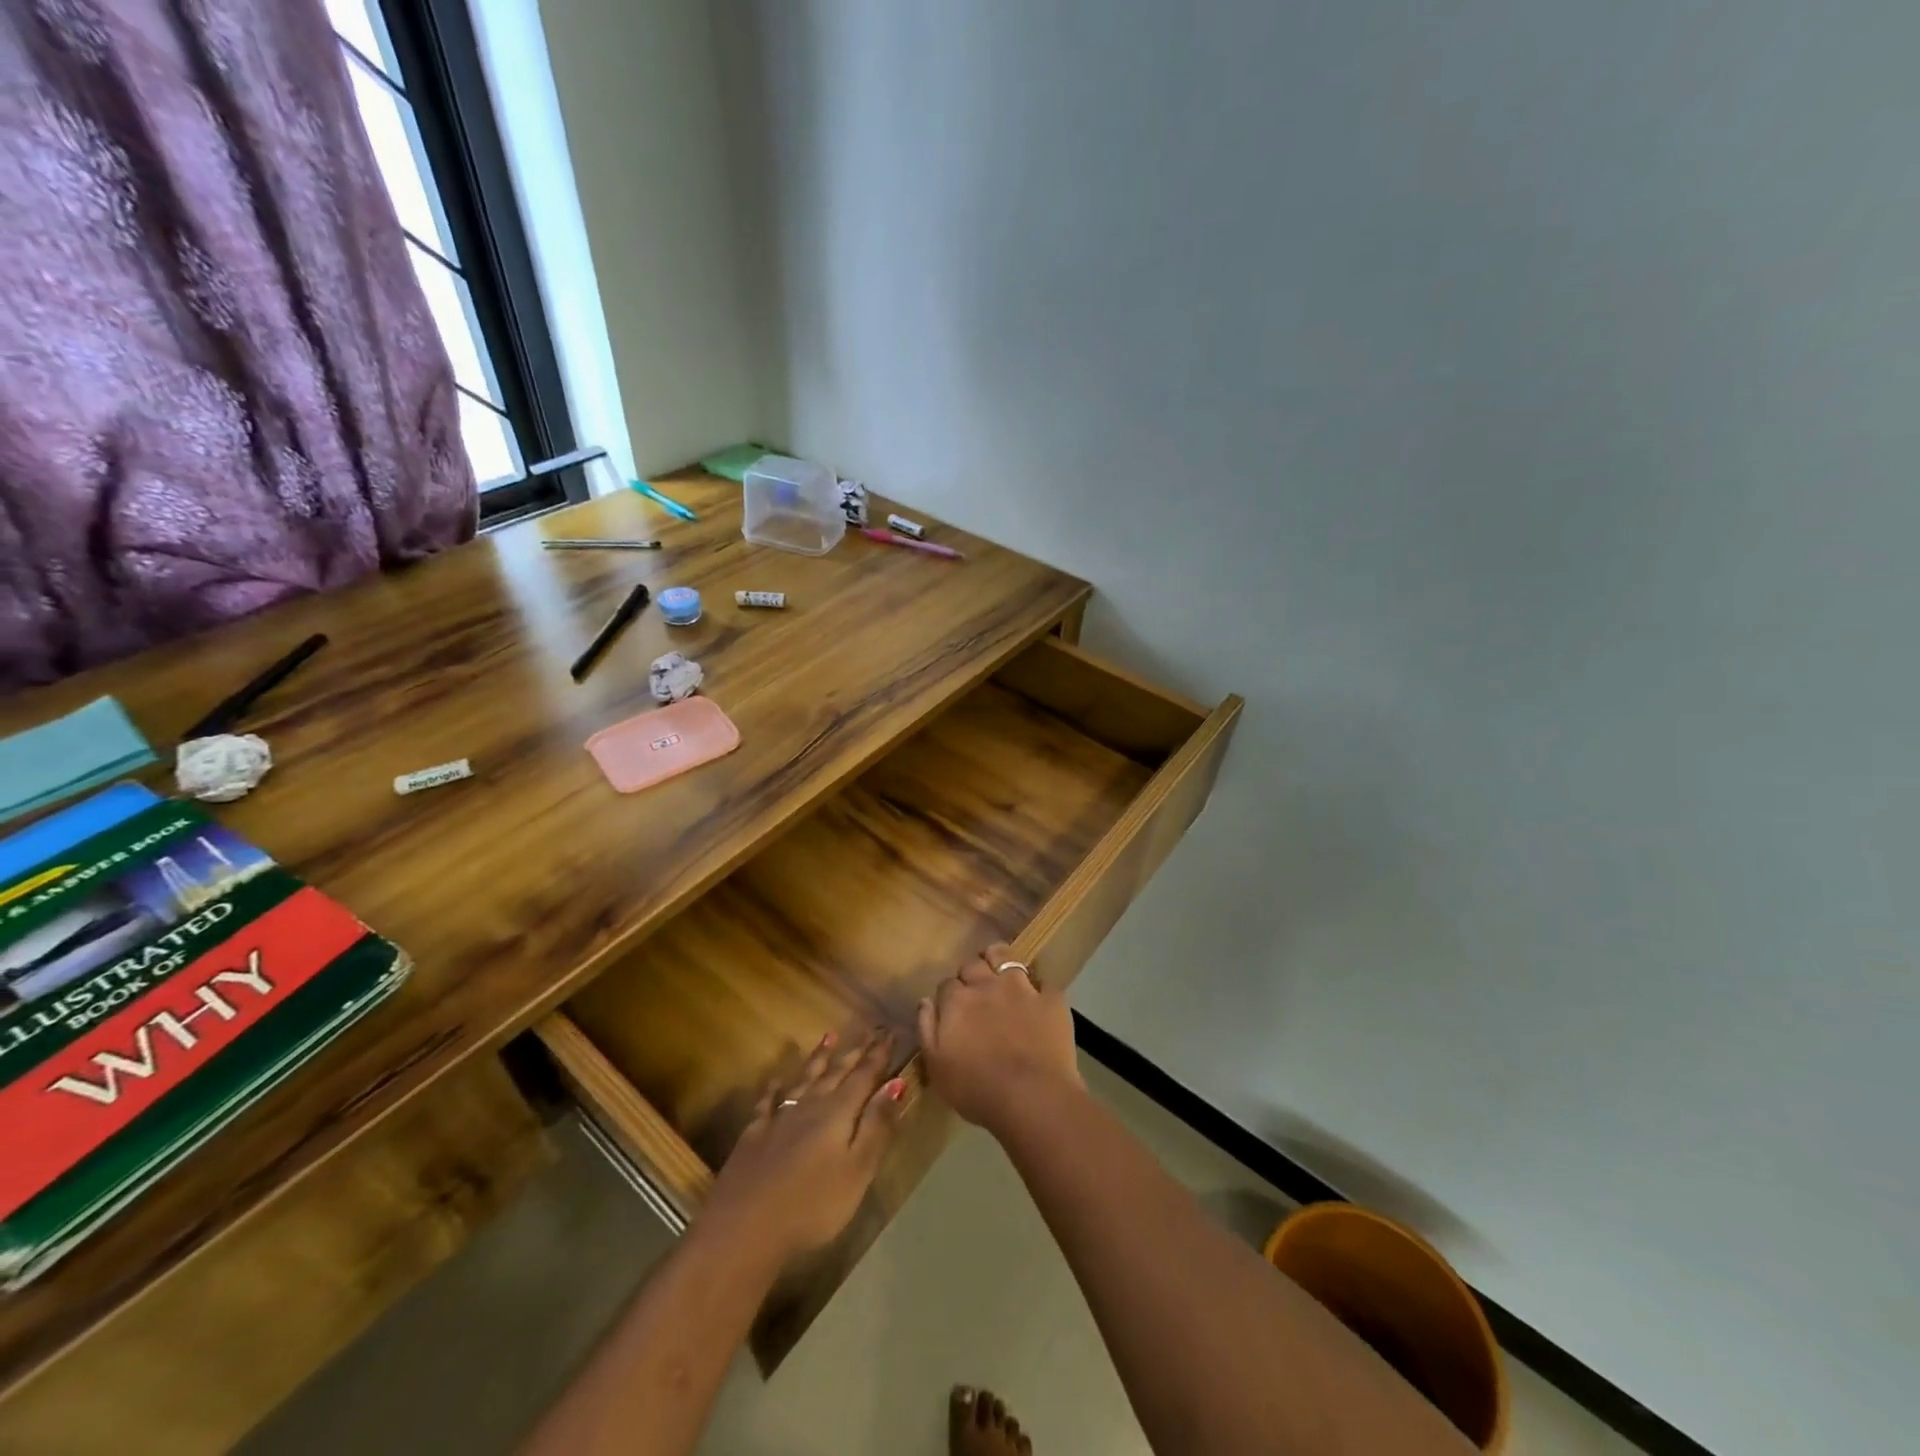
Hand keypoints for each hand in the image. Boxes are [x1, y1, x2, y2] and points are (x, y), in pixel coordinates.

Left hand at [704, 1028, 906, 1262]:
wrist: (744, 1227)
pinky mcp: (754, 1135)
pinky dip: (774, 1089)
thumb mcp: (857, 1170)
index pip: (864, 1076)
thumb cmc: (812, 1205)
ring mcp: (779, 1118)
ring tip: (829, 1037)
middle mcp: (810, 1105)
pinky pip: (767, 1102)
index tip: (890, 1033)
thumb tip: (896, 1083)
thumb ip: (877, 1125)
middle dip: (855, 1052)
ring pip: (804, 1079)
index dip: (878, 1056)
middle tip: (869, 1030)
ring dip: (818, 1058)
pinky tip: (775, 1081)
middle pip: (836, 1073)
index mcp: (838, 1113)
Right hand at [917, 943, 1082, 1135]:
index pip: (946, 984)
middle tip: (975, 994)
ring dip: (999, 961)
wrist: (1032, 1097)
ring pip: (1005, 956)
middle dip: (971, 975)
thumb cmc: (977, 1089)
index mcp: (957, 1001)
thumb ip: (926, 1029)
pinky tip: (1038, 1002)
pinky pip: (1044, 982)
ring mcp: (1021, 988)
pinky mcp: (1050, 999)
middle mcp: (987, 985)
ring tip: (1001, 975)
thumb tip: (925, 1001)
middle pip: (973, 965)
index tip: (952, 1010)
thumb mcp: (936, 1067)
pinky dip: (1039, 990)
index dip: (948, 996)